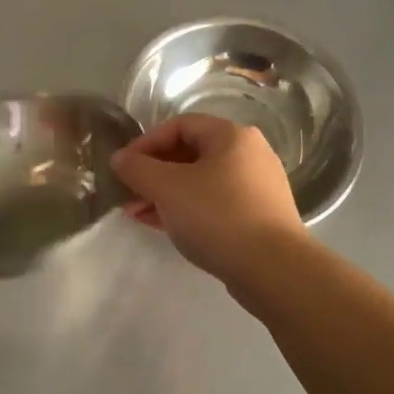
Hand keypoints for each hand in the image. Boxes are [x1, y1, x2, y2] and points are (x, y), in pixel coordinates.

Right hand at [110, 115, 306, 287]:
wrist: (273, 268)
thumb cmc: (218, 216)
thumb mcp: (168, 188)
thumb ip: (138, 169)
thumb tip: (119, 158)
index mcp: (232, 136)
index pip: (179, 125)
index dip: (146, 142)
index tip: (123, 166)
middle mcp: (248, 154)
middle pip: (190, 153)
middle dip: (153, 172)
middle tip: (128, 193)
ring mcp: (256, 187)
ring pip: (200, 181)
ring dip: (165, 194)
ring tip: (137, 213)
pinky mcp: (257, 216)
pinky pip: (213, 203)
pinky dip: (186, 209)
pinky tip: (162, 225)